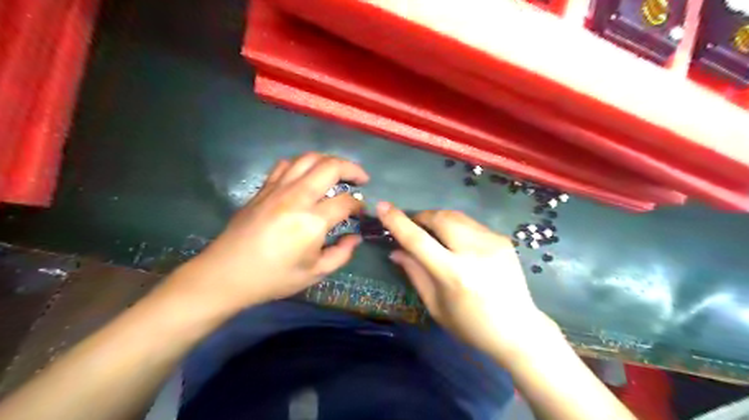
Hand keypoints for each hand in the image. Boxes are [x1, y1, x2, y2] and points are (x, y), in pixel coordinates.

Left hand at [173, 153, 365, 311]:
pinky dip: (303, 164)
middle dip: (352, 169)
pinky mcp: (264, 188)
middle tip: (362, 178)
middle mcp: (296, 197)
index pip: (345, 202)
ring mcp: (278, 189)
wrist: (226, 274)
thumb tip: (355, 237)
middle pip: (330, 167)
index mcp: (312, 221)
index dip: (359, 205)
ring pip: (308, 158)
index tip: (361, 212)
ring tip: (338, 172)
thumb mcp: (314, 274)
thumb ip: (341, 254)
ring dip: (329, 161)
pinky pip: (287, 164)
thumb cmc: (273, 278)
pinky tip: (307, 175)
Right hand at [378, 204, 558, 360]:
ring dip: (438, 219)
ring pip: (456, 216)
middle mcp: (474, 252)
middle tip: (413, 226)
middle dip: (421, 216)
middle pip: (440, 218)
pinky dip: (456, 227)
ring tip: (433, 233)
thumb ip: (415, 273)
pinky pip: (471, 224)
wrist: (519, 329)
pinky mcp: (503, 239)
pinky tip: (457, 243)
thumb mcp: (436, 306)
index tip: (382, 206)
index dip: (397, 222)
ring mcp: (492, 242)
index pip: (418, 240)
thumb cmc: (471, 325)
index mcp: (454, 274)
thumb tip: (395, 250)